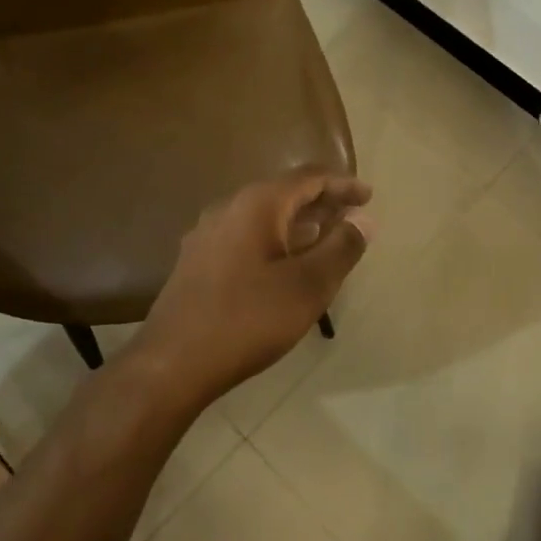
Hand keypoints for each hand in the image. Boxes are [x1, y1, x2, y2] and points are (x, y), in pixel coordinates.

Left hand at [132, 169, 372, 404]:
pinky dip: (276, 240)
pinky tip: (288, 264)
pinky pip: (247, 236)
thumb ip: (341, 248)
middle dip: (322, 203)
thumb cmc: (248, 319)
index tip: (369, 196)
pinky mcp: (198, 260)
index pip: (309, 178)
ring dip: (299, 223)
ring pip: (264, 216)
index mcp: (257, 204)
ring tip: (328, 238)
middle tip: (353, 217)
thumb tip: (364, 220)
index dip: (342, 184)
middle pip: (285, 193)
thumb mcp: (308, 285)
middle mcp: (229, 208)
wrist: (172, 363)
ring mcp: (209, 234)